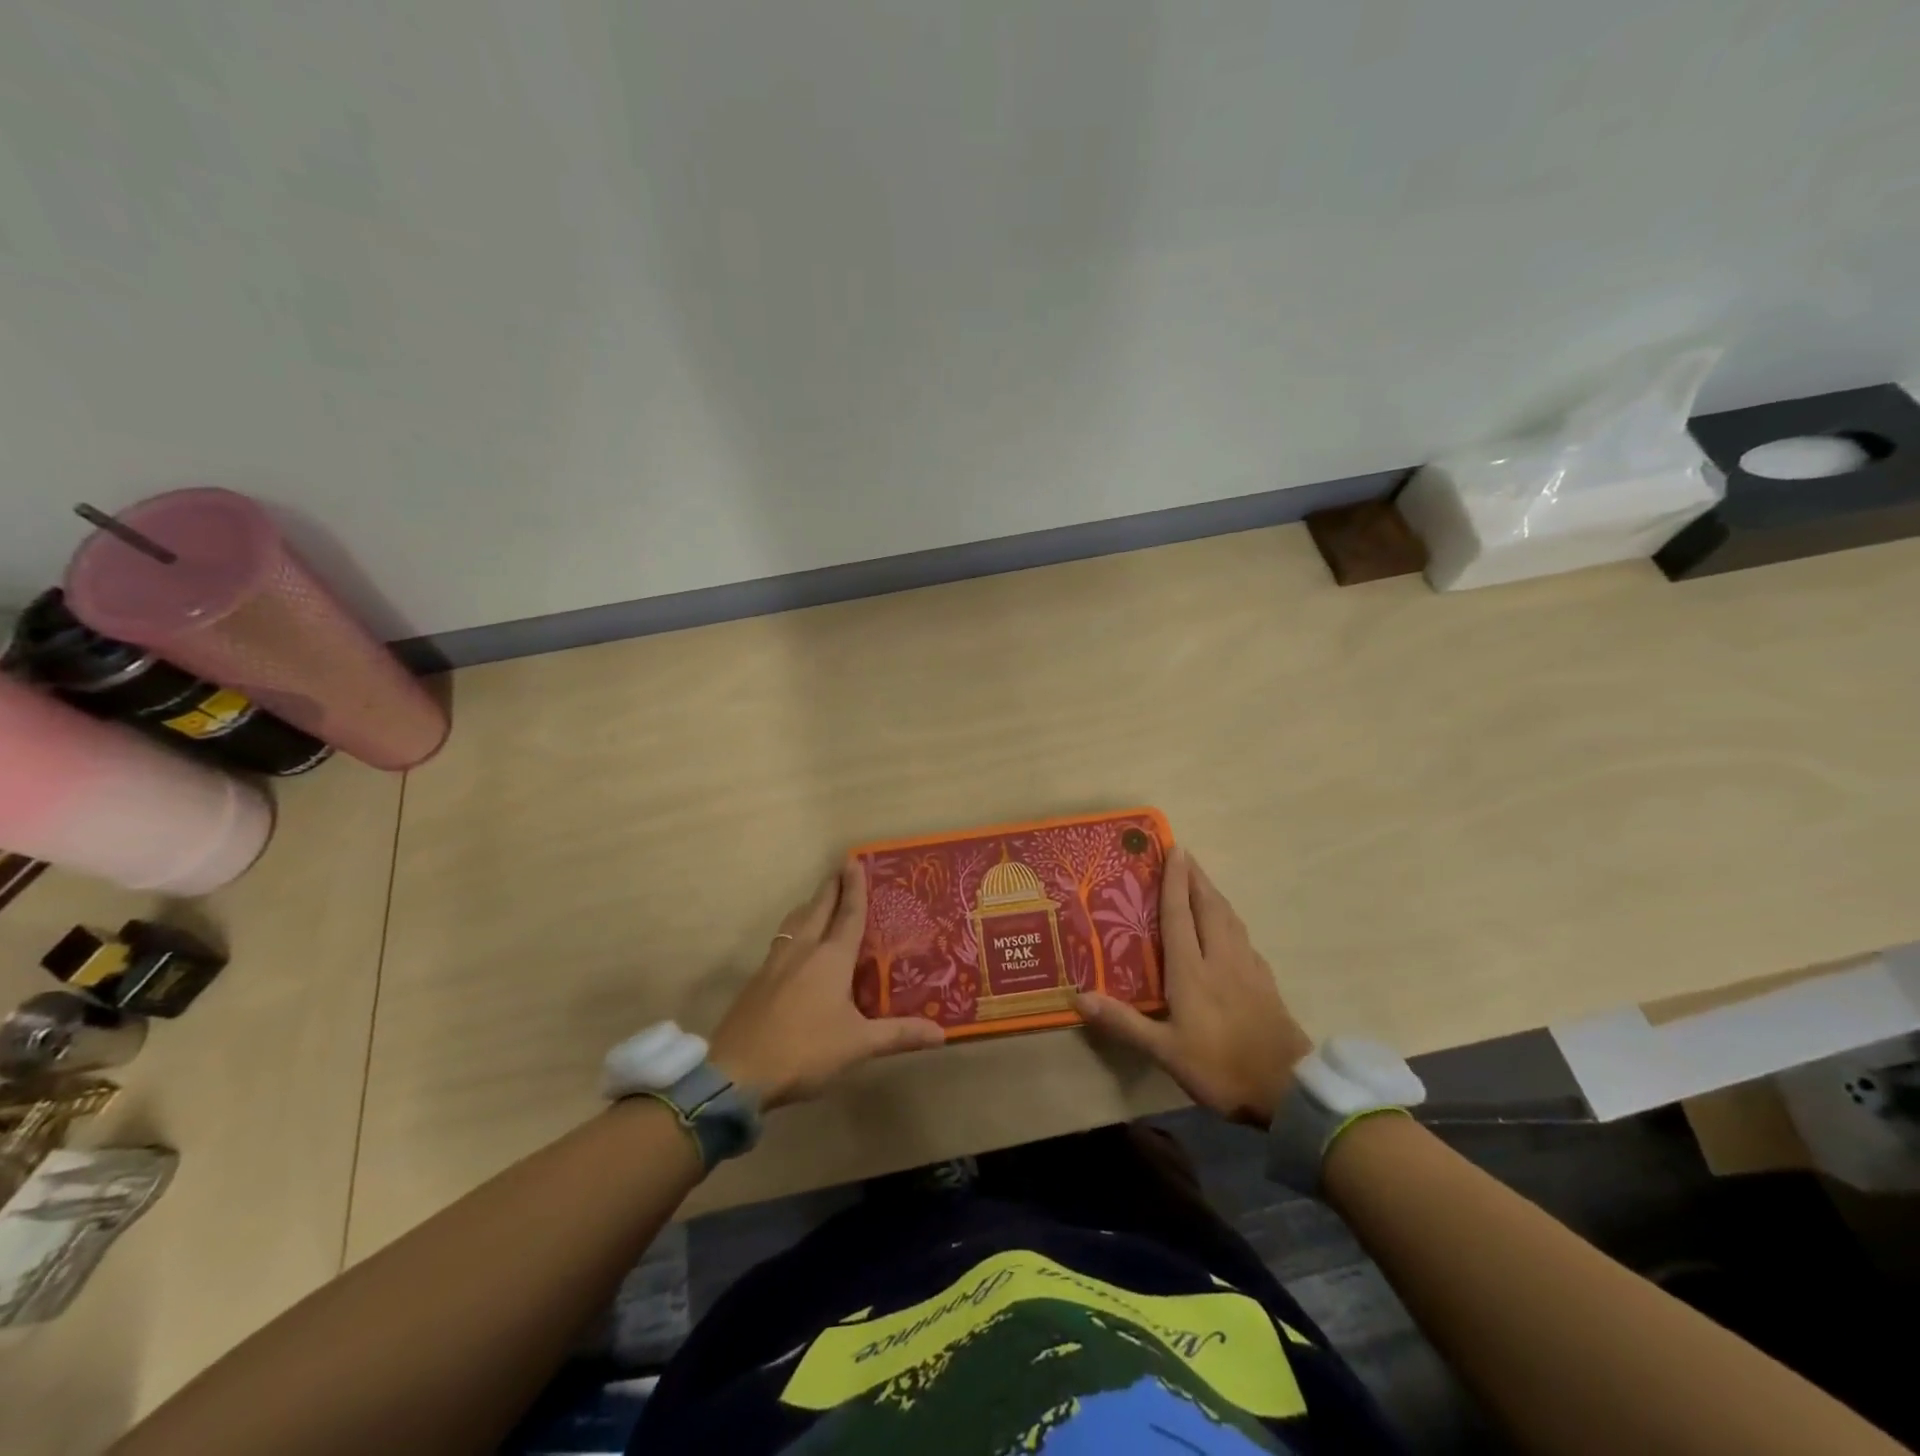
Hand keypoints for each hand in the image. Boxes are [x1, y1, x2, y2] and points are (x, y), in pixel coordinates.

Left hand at [709, 861, 944, 1109]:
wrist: (738, 1071)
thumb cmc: (805, 1050)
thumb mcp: (858, 1045)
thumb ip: (899, 1035)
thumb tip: (942, 1033)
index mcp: (831, 958)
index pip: (848, 913)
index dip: (854, 887)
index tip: (854, 860)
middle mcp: (803, 950)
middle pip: (818, 907)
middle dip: (831, 886)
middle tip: (840, 868)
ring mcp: (775, 963)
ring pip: (795, 922)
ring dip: (810, 905)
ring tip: (818, 900)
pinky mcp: (757, 980)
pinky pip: (781, 941)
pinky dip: (794, 930)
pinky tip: (794, 945)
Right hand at [1074, 846, 1310, 1126]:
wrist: (1288, 1089)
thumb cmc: (1221, 1066)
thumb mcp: (1165, 1051)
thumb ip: (1124, 1022)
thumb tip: (1078, 997)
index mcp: (1193, 969)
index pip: (1181, 914)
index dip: (1176, 880)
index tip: (1175, 849)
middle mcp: (1221, 958)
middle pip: (1209, 906)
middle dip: (1196, 878)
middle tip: (1184, 855)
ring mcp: (1247, 967)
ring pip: (1229, 918)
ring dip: (1214, 894)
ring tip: (1201, 882)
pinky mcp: (1265, 981)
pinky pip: (1242, 935)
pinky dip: (1229, 918)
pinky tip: (1227, 927)